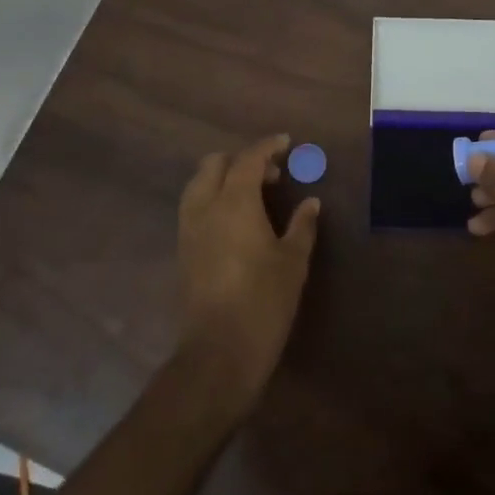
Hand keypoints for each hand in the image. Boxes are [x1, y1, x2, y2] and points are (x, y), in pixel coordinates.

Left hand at [175, 134, 320, 410]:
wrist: (219, 352)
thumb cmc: (264, 302)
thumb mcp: (293, 261)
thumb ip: (302, 226)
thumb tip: (310, 203)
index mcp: (234, 202)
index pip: (248, 159)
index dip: (267, 146)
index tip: (286, 143)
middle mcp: (205, 207)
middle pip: (215, 164)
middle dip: (242, 159)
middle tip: (272, 175)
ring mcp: (189, 229)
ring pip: (199, 184)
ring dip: (224, 178)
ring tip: (253, 196)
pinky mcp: (183, 250)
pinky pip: (195, 207)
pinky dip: (213, 198)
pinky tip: (237, 220)